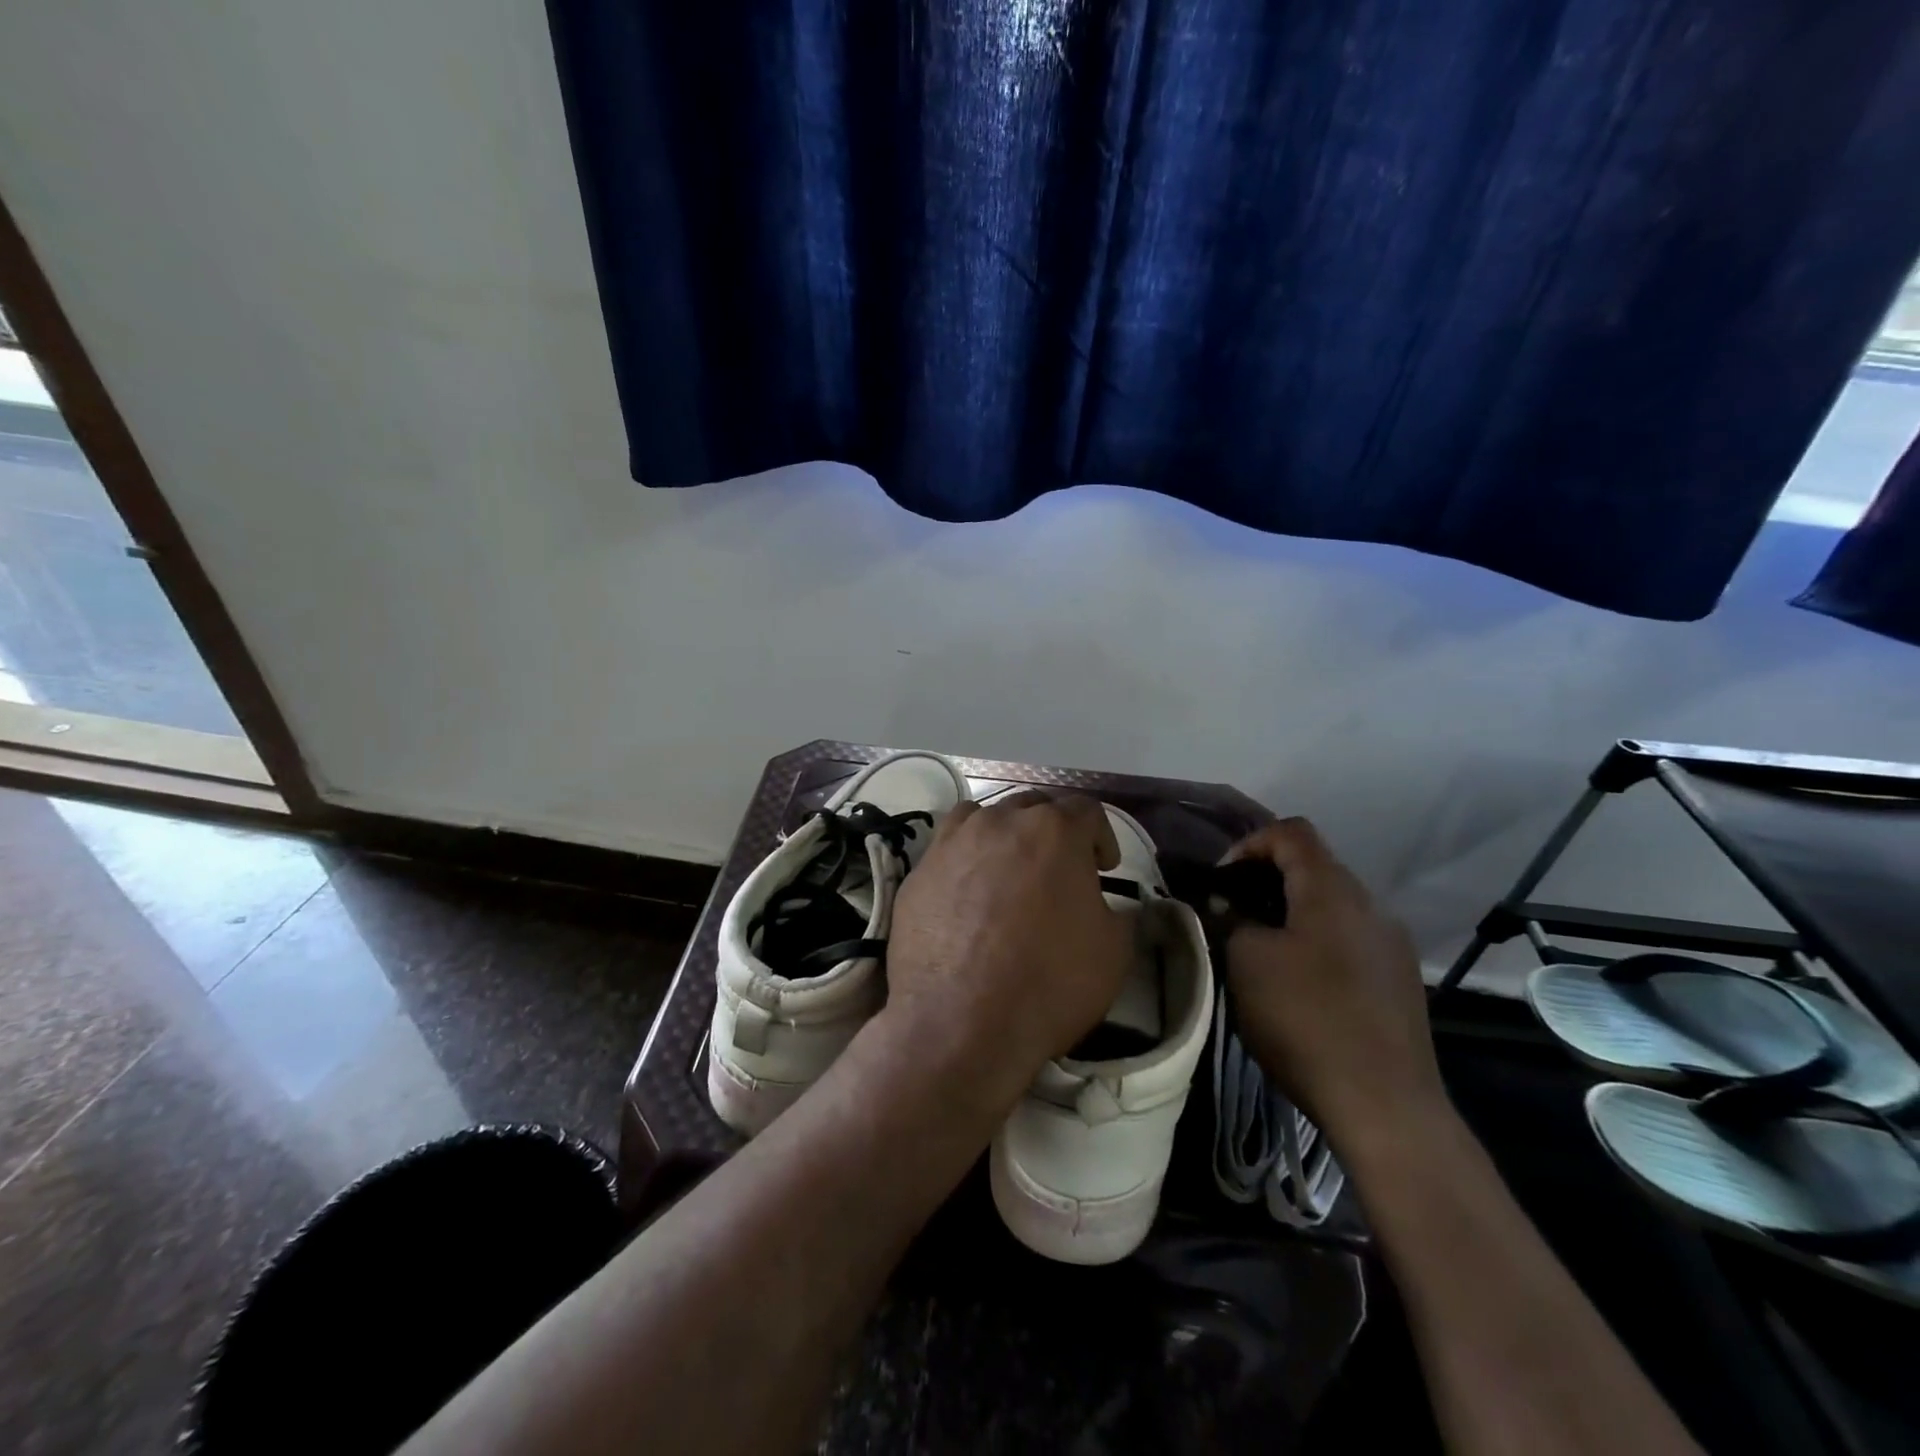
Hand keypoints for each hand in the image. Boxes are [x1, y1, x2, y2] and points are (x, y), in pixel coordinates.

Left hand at [878, 792, 1129, 1116]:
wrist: (959, 1024)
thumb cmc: (1048, 983)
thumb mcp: (1114, 952)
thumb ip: (1120, 913)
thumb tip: (1108, 904)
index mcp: (1053, 830)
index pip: (1086, 810)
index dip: (1102, 836)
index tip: (1103, 868)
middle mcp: (1000, 821)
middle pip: (1033, 807)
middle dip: (1053, 832)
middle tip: (1060, 869)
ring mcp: (952, 842)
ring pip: (985, 818)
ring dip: (1005, 836)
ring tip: (1010, 872)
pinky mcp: (918, 871)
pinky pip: (949, 849)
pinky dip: (966, 859)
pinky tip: (969, 895)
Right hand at [1224, 818, 1447, 1165]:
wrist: (1384, 1105)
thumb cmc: (1305, 1019)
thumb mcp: (1246, 961)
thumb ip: (1233, 919)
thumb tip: (1230, 906)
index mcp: (1333, 890)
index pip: (1291, 832)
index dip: (1249, 844)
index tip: (1222, 882)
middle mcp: (1371, 905)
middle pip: (1314, 867)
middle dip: (1266, 882)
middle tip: (1233, 915)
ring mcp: (1392, 944)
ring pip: (1332, 906)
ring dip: (1292, 914)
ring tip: (1261, 950)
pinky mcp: (1400, 980)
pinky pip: (1350, 939)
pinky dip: (1317, 942)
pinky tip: (1300, 984)